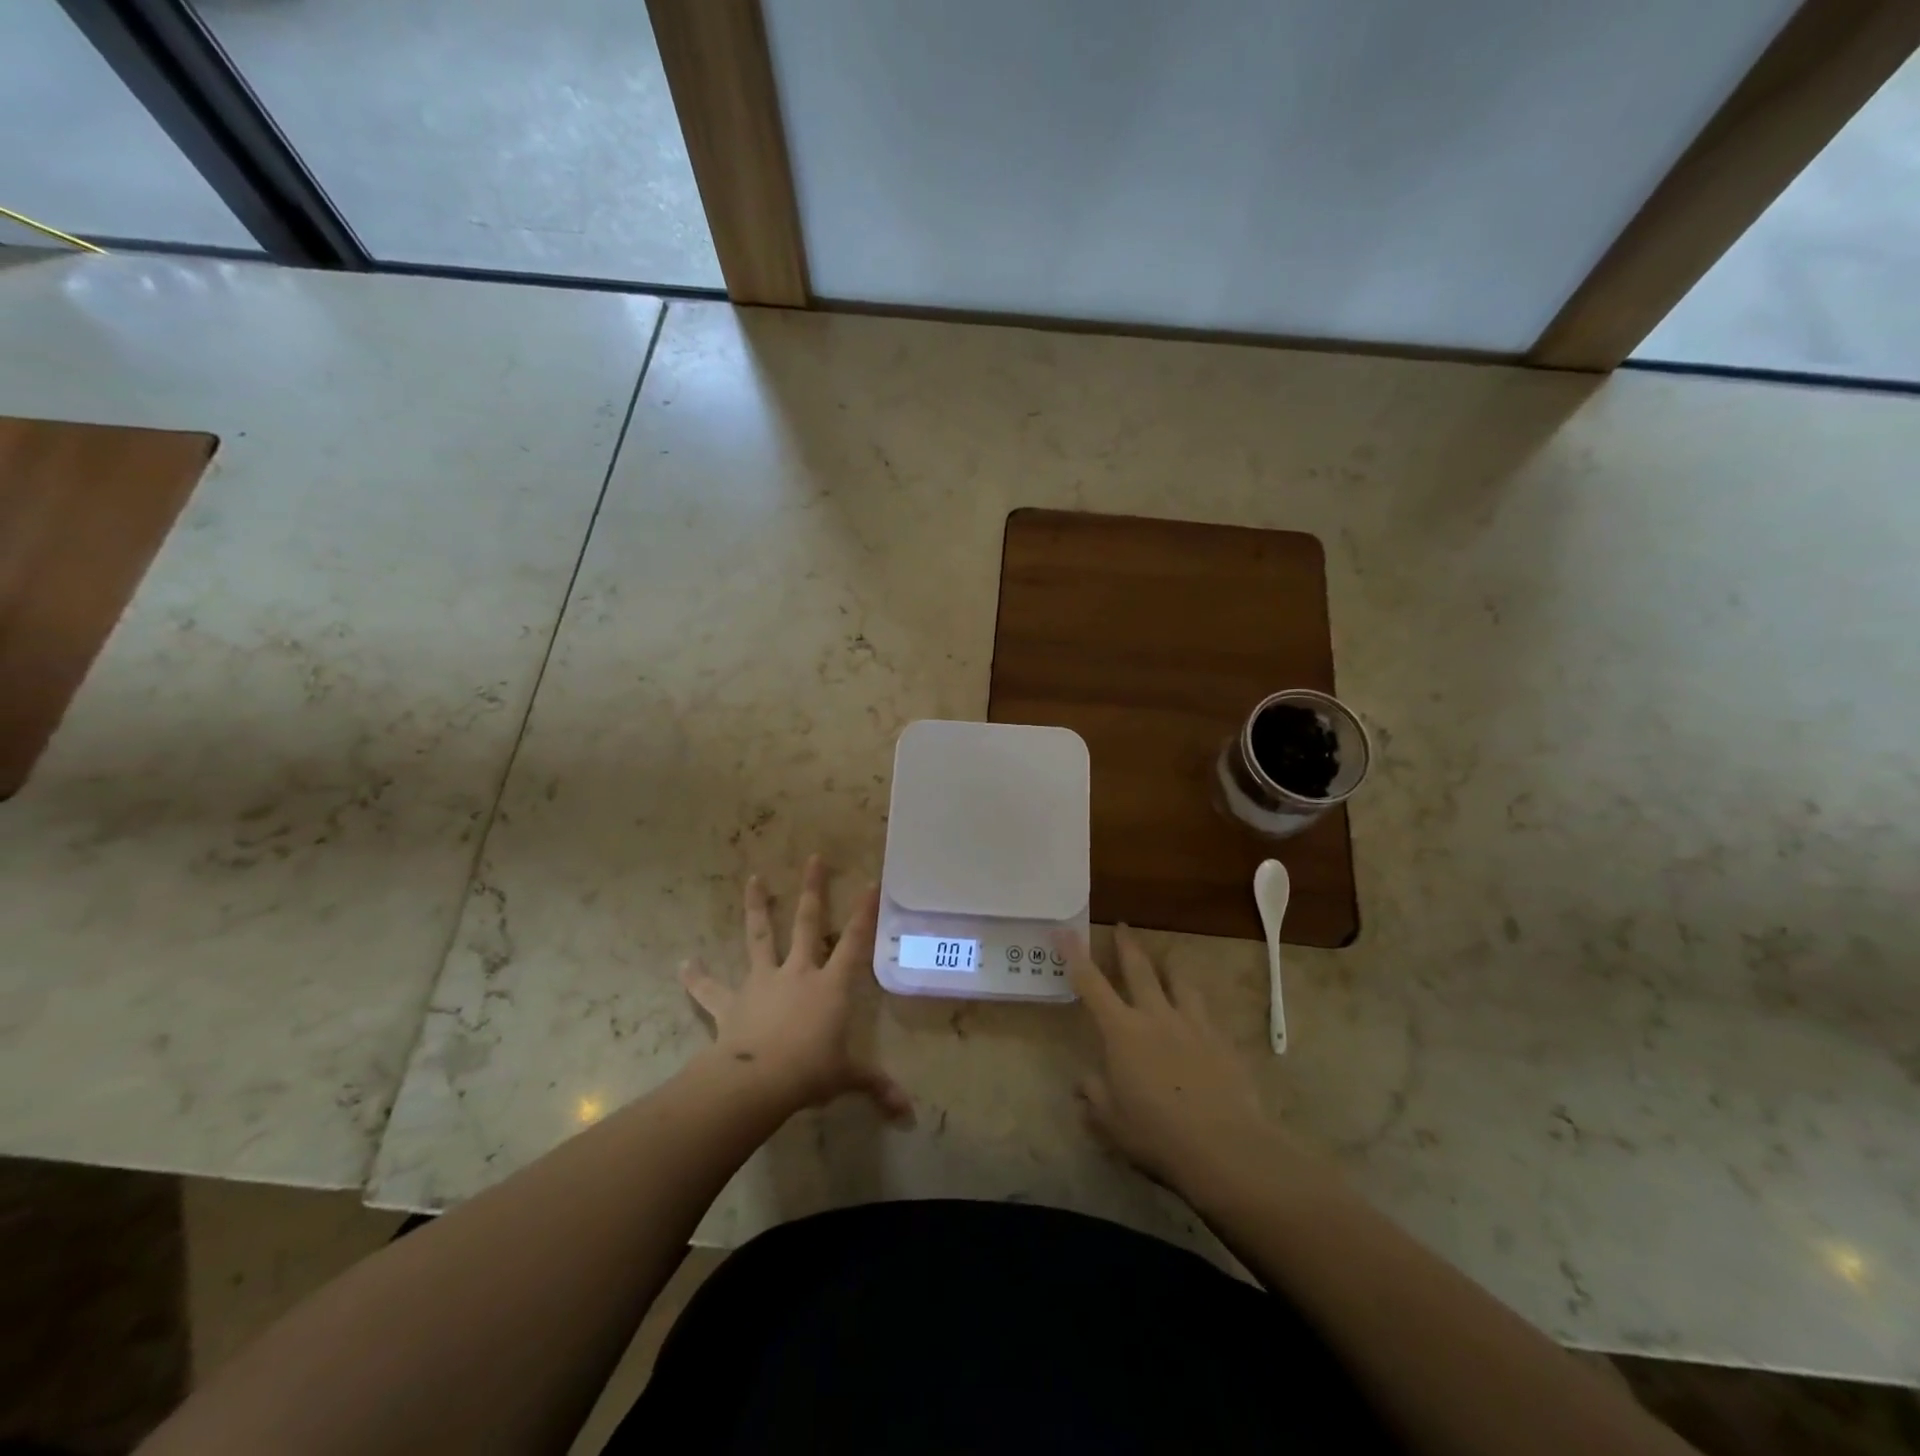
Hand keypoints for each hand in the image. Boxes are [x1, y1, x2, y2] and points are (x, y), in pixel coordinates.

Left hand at [680, 855, 911, 1122]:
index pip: (854, 942)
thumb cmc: (810, 1072)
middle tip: (814, 858)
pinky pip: (711, 988)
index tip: (870, 882)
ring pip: (760, 936)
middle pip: (807, 923)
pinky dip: (697, 977)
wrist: (757, 1081)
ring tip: (753, 879)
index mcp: (830, 985)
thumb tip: (907, 1112)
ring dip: (757, 907)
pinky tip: (683, 965)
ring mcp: (763, 982)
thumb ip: (875, 1086)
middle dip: (813, 890)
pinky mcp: (731, 1002)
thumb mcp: (847, 1077)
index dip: (864, 913)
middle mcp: (798, 972)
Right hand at [1065, 926, 1282, 1193]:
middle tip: (1123, 926)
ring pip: (1179, 982)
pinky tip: (1200, 1013)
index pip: (1090, 984)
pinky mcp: (1221, 1040)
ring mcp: (1192, 1024)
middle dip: (1127, 946)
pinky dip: (1196, 1004)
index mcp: (1122, 1031)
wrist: (1224, 1146)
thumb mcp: (1111, 1121)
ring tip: (1167, 961)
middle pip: (1139, 970)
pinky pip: (1205, 1011)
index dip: (1074, 954)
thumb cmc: (1157, 1133)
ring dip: (1169, 968)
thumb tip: (1083, 1082)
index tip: (1064, 929)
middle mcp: (1155, 1016)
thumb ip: (1094, 1095)